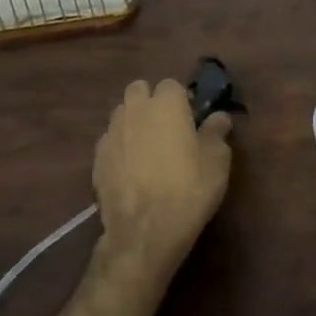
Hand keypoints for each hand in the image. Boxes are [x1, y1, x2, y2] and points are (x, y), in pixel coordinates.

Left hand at [93, 79, 233, 278]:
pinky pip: (110, 142)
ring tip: (148, 148)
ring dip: (134, 122)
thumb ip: (216, 132)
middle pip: (139, 90)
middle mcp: (134, 111)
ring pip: (122, 114)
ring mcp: (111, 134)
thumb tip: (219, 117)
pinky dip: (121, 148)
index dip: (182, 99)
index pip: (171, 84)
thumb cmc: (189, 189)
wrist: (145, 231)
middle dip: (151, 101)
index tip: (192, 118)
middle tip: (168, 127)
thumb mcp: (217, 161)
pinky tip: (131, 170)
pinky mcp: (97, 160)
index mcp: (166, 104)